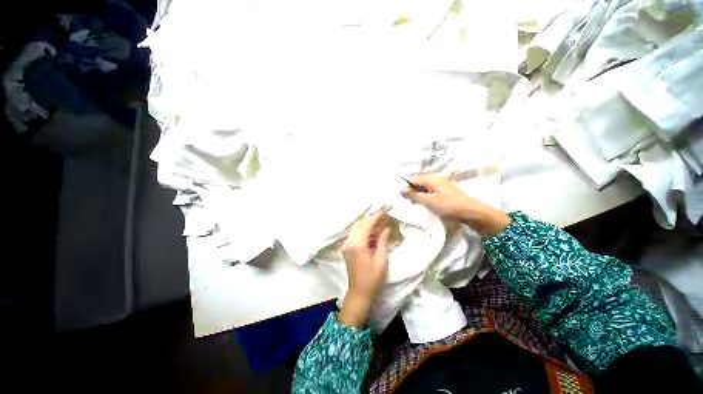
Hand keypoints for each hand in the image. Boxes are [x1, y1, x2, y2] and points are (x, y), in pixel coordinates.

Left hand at [338, 211, 390, 327]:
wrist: (359, 293)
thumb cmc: (372, 278)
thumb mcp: (380, 259)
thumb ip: (382, 241)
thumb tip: (386, 228)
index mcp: (357, 244)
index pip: (366, 225)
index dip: (375, 217)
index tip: (382, 211)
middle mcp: (349, 242)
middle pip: (359, 225)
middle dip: (370, 219)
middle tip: (382, 217)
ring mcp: (346, 245)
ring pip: (356, 229)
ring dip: (367, 225)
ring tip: (380, 224)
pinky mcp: (347, 249)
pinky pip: (355, 235)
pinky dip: (363, 232)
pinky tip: (373, 233)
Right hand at [400, 174, 511, 237]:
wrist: (470, 211)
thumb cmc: (447, 206)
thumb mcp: (428, 201)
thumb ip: (414, 195)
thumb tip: (400, 189)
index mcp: (431, 178)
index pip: (413, 179)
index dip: (406, 187)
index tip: (401, 196)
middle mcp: (436, 178)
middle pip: (419, 181)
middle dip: (412, 189)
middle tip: (408, 200)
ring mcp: (442, 183)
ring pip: (425, 185)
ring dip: (418, 192)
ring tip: (415, 202)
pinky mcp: (445, 189)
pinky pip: (431, 189)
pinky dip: (425, 194)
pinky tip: (425, 201)